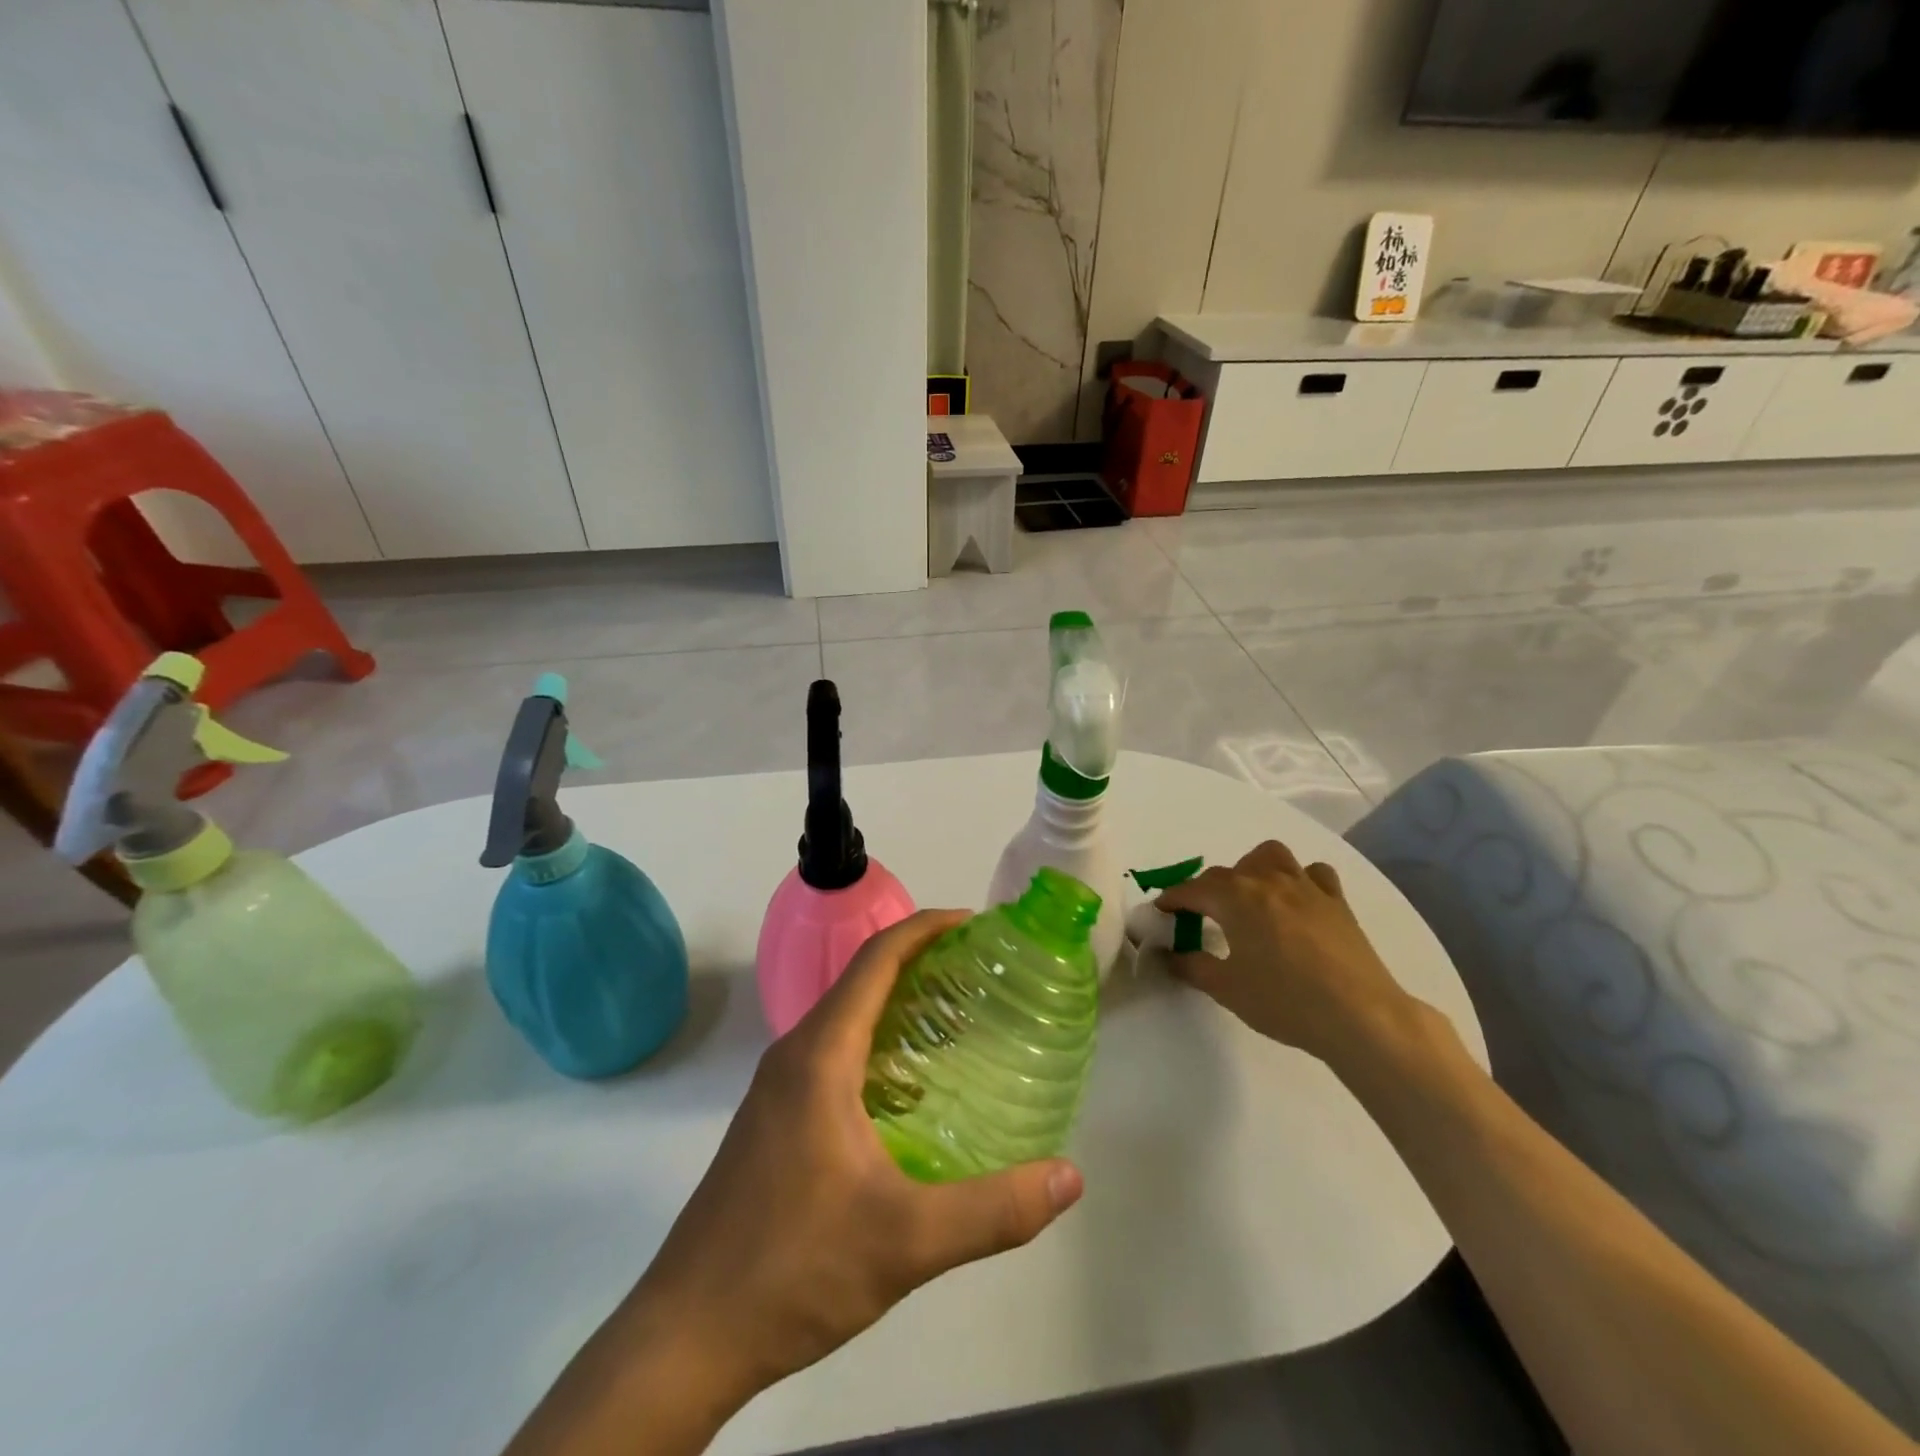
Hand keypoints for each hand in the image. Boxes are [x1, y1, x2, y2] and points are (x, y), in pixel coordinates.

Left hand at [635, 910, 1084, 1398]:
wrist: (687, 1335)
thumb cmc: (794, 1269)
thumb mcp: (906, 1242)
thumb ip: (994, 1210)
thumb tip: (1071, 1176)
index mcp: (820, 1055)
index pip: (877, 959)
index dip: (925, 928)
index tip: (974, 924)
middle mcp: (795, 1055)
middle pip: (862, 980)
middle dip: (920, 961)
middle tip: (980, 972)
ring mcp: (778, 1088)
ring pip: (846, 1019)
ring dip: (897, 1004)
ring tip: (957, 1022)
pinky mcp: (773, 1120)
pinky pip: (833, 1054)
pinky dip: (877, 1044)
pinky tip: (912, 1092)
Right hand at [1156, 841, 1418, 1067]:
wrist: (1360, 1016)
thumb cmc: (1285, 1001)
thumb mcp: (1226, 989)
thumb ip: (1191, 966)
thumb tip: (1167, 955)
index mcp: (1235, 898)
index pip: (1192, 889)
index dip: (1172, 899)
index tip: (1161, 911)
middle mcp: (1267, 881)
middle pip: (1227, 872)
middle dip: (1207, 889)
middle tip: (1203, 917)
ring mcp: (1306, 887)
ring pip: (1271, 856)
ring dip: (1253, 869)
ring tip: (1250, 896)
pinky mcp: (1336, 901)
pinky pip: (1314, 873)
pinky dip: (1300, 879)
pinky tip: (1297, 901)